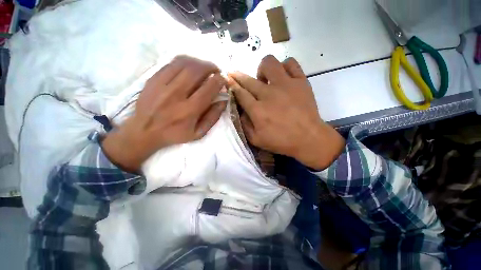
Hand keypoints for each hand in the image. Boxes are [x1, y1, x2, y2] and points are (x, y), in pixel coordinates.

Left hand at [102, 55, 226, 171]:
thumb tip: (223, 101)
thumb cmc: (175, 134)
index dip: (220, 80)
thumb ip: (213, 117)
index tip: (223, 79)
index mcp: (189, 110)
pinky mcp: (153, 79)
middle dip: (210, 67)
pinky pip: (171, 63)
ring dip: (199, 62)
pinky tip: (190, 67)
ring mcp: (162, 85)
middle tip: (216, 71)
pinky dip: (184, 61)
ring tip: (204, 67)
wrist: (144, 131)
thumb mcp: (198, 133)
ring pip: (184, 63)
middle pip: (197, 71)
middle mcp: (176, 95)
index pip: (209, 88)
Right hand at [228, 55, 344, 169]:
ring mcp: (286, 85)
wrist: (309, 138)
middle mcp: (269, 94)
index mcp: (258, 110)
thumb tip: (240, 110)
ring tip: (265, 80)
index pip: (240, 93)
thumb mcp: (256, 140)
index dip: (231, 85)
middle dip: (237, 75)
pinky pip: (291, 63)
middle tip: (234, 74)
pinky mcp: (301, 81)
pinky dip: (284, 66)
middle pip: (248, 79)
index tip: (227, 79)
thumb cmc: (281, 141)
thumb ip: (244, 124)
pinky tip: (282, 76)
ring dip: (262, 69)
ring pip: (269, 63)